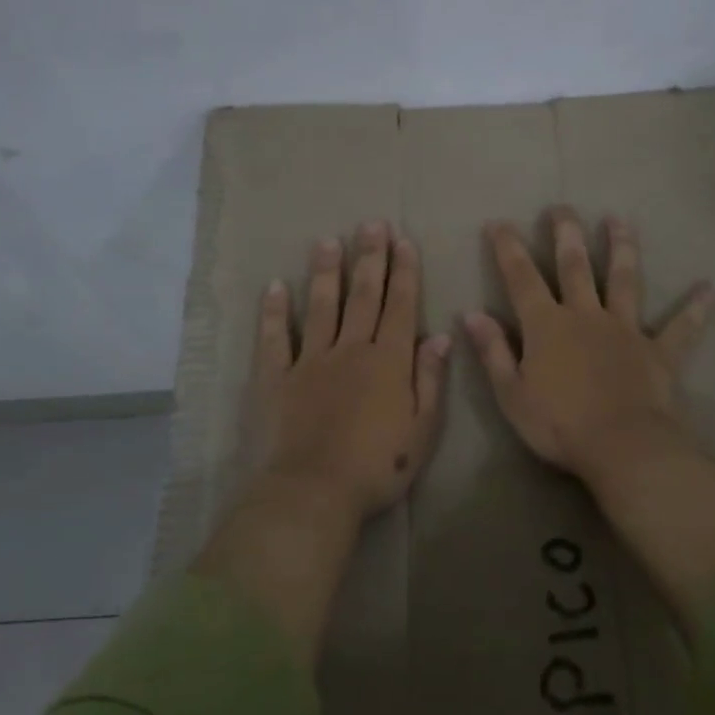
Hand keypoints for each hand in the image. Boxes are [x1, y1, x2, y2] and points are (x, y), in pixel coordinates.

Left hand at [240, 221, 450, 523]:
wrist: (315, 490)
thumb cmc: (378, 466)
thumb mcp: (422, 430)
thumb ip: (430, 379)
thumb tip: (440, 336)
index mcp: (388, 361)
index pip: (400, 306)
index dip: (404, 272)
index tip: (403, 241)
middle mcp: (350, 349)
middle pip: (362, 296)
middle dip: (369, 258)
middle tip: (371, 224)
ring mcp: (310, 360)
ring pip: (320, 307)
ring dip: (326, 272)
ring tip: (328, 241)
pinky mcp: (276, 377)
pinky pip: (275, 339)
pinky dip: (274, 312)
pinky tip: (274, 286)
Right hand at [461, 209, 714, 485]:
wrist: (623, 448)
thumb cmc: (559, 425)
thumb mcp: (511, 394)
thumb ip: (492, 351)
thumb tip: (471, 314)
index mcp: (547, 326)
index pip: (521, 279)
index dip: (508, 249)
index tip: (499, 222)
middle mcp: (586, 316)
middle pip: (575, 266)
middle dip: (566, 234)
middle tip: (562, 207)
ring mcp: (625, 330)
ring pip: (624, 280)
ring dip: (622, 248)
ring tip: (619, 220)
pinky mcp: (658, 352)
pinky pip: (681, 328)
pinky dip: (697, 308)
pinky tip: (713, 288)